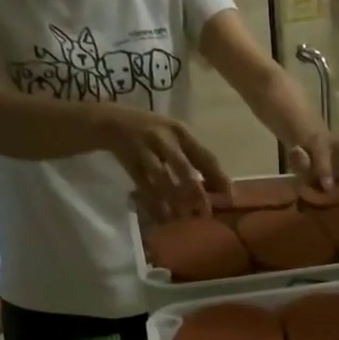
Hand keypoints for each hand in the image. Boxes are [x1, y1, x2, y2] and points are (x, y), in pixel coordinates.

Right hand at [95, 108, 230, 220]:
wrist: (109, 120)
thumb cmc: (151, 132)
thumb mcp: (174, 136)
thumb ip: (194, 157)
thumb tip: (217, 186)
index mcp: (180, 131)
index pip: (205, 156)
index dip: (219, 177)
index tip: (229, 197)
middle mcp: (163, 138)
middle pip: (183, 168)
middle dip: (196, 193)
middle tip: (205, 214)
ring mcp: (144, 149)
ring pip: (162, 179)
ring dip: (173, 201)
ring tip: (183, 219)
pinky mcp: (128, 161)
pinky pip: (142, 186)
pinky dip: (153, 203)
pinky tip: (162, 218)